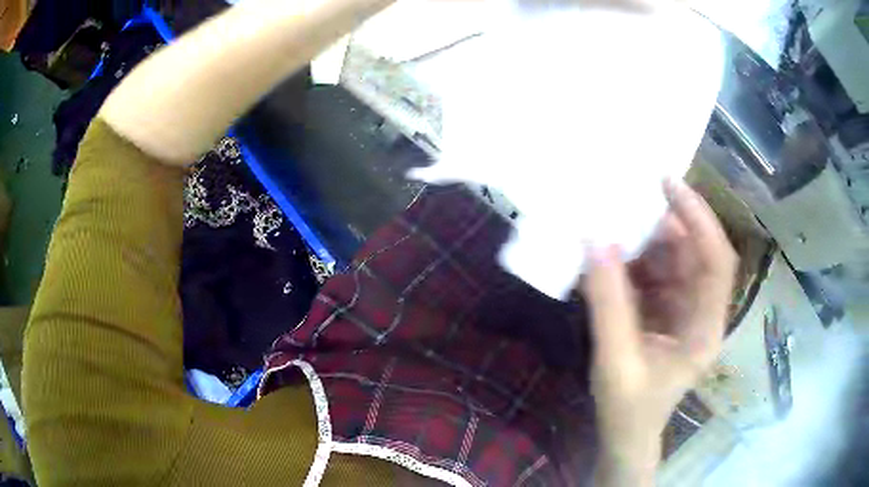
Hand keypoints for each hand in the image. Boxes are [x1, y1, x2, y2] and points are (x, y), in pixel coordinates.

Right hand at [583, 180, 737, 484]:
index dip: (699, 218)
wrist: (625, 437)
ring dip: (642, 243)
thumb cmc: (628, 409)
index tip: (668, 184)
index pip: (716, 261)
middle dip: (663, 226)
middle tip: (625, 203)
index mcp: (704, 328)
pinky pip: (652, 276)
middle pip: (693, 254)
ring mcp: (682, 311)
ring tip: (610, 227)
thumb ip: (608, 303)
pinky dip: (630, 263)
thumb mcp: (616, 361)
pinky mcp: (664, 313)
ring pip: (671, 262)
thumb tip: (594, 241)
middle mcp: (701, 312)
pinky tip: (606, 258)